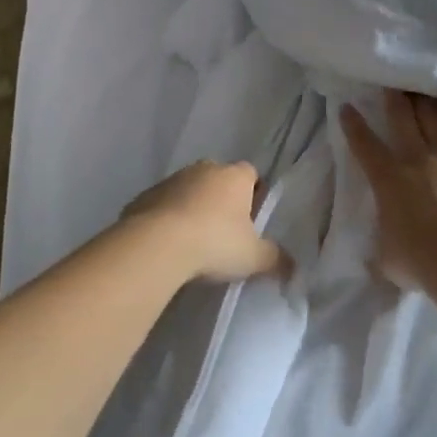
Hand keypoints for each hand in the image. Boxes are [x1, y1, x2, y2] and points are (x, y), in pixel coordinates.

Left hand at [122, 160, 287, 283]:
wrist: (156, 246)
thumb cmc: (215, 243)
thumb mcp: (253, 257)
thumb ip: (275, 259)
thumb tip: (293, 266)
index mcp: (235, 176)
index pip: (251, 174)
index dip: (254, 194)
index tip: (252, 219)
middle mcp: (204, 169)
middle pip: (219, 180)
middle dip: (222, 201)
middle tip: (224, 233)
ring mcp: (171, 180)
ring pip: (189, 191)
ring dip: (192, 208)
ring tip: (193, 242)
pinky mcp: (143, 196)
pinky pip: (162, 205)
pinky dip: (166, 219)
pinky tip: (167, 245)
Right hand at [341, 91, 436, 288]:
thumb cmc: (419, 260)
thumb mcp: (388, 260)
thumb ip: (382, 252)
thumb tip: (375, 258)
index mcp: (388, 179)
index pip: (365, 146)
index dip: (354, 125)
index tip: (347, 107)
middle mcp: (416, 159)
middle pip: (403, 119)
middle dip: (394, 99)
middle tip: (392, 83)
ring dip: (429, 101)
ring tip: (427, 86)